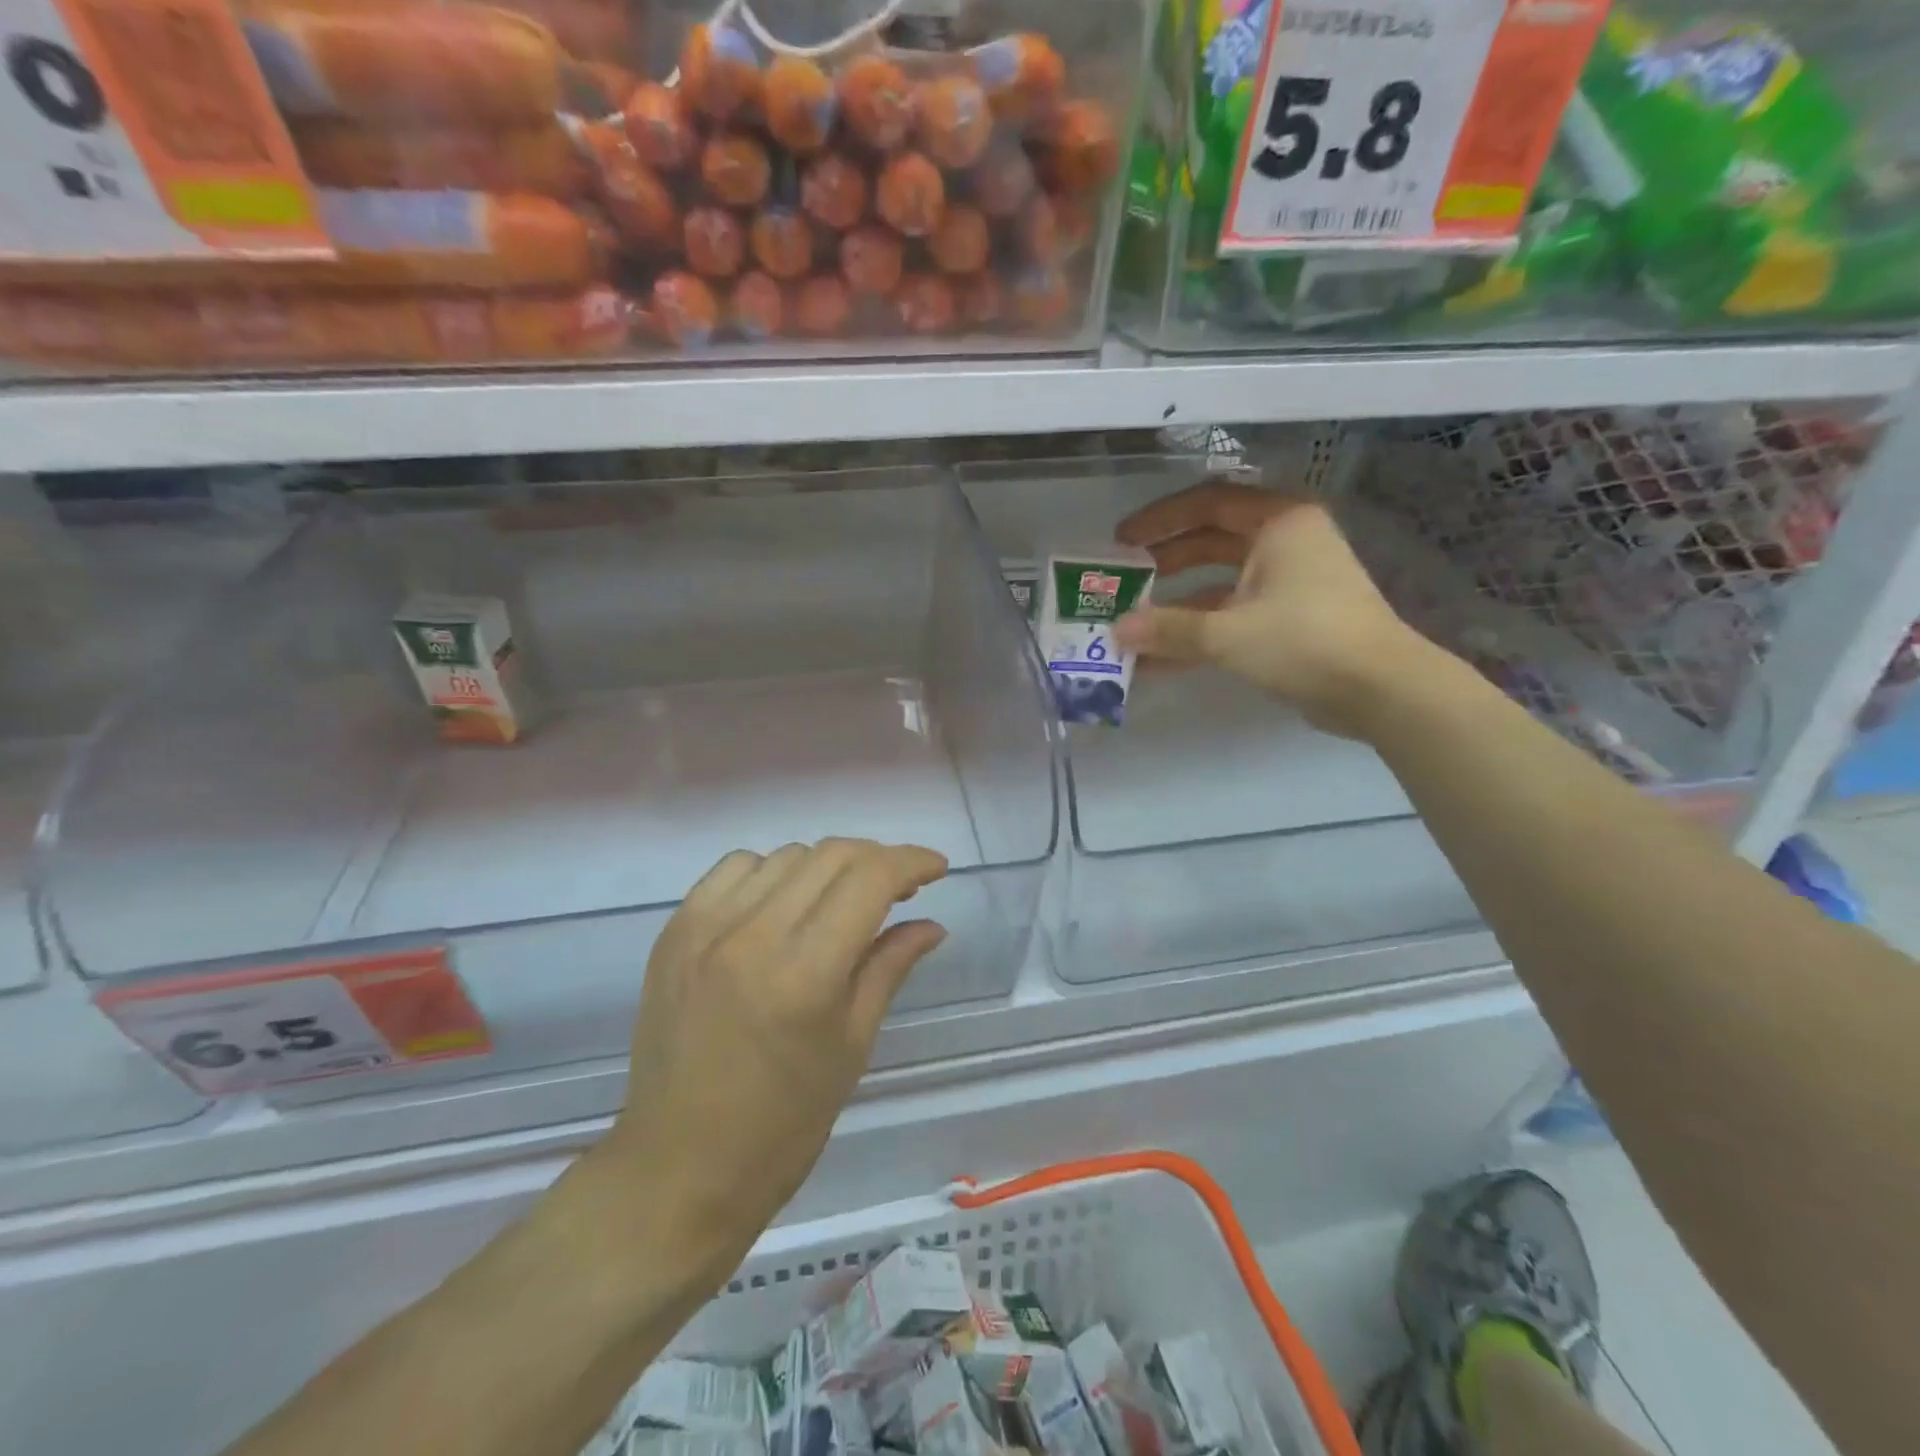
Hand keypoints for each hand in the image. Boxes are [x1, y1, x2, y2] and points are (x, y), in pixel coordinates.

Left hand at [591, 839, 947, 1283]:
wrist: (677, 1170)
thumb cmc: (783, 1126)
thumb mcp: (852, 1046)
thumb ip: (890, 967)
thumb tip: (931, 924)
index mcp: (805, 973)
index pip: (870, 879)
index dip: (912, 862)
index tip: (936, 868)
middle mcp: (753, 935)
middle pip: (831, 854)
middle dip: (877, 860)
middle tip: (898, 888)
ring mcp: (705, 928)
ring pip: (786, 855)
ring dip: (827, 867)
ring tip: (842, 901)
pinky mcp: (674, 931)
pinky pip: (735, 869)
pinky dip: (772, 873)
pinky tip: (783, 905)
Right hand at [1112, 482, 1432, 738]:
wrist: (1379, 689)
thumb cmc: (1305, 640)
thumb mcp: (1228, 632)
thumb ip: (1168, 629)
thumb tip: (1116, 633)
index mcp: (1279, 523)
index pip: (1208, 503)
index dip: (1160, 519)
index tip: (1122, 540)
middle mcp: (1286, 543)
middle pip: (1211, 542)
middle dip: (1165, 562)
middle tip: (1123, 579)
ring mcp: (1290, 583)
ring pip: (1220, 584)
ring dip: (1178, 606)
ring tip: (1133, 625)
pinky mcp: (1290, 620)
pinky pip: (1234, 615)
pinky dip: (1201, 633)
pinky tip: (1160, 661)